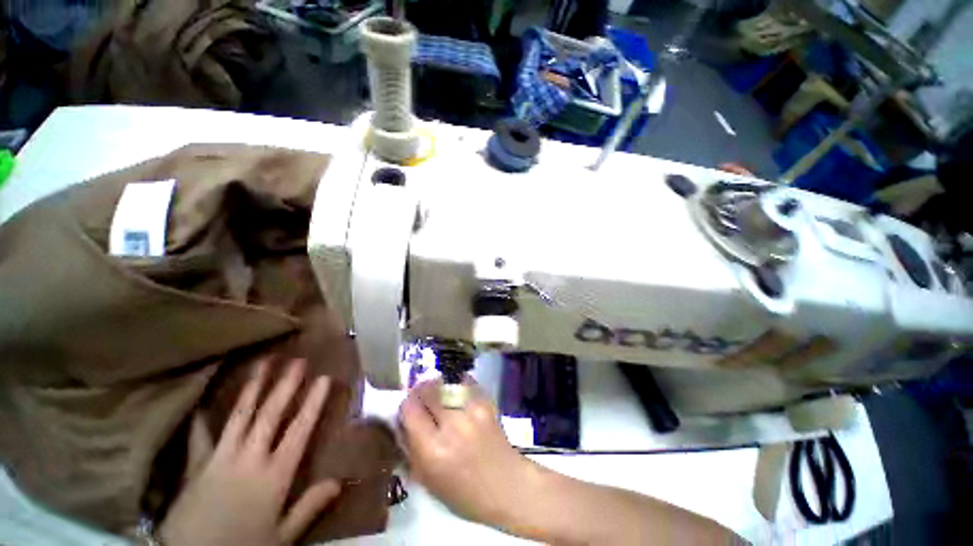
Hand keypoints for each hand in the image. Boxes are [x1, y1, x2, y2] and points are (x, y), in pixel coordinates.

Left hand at [160, 359, 340, 545]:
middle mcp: (250, 458)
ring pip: (240, 417)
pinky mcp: (196, 467)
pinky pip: (200, 438)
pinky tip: (202, 405)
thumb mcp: (283, 536)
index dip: (313, 403)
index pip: (300, 429)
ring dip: (252, 389)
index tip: (324, 379)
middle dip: (286, 386)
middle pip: (271, 415)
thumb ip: (310, 506)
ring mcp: (220, 459)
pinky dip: (201, 422)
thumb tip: (340, 481)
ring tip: (262, 365)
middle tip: (297, 361)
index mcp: (276, 474)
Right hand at [398, 379, 533, 526]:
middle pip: (428, 390)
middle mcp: (451, 425)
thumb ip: (413, 449)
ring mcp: (471, 411)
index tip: (408, 406)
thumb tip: (404, 422)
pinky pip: (467, 384)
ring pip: (447, 384)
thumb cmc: (463, 493)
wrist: (505, 485)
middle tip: (422, 394)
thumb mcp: (428, 480)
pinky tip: (457, 390)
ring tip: (439, 391)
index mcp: (432, 449)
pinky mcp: (486, 404)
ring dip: (439, 386)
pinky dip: (459, 384)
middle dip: (421, 390)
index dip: (406, 404)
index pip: (410, 409)